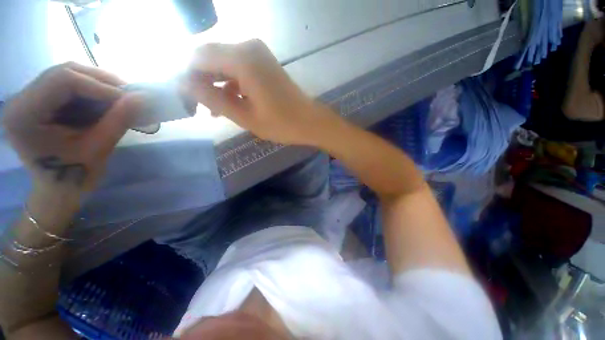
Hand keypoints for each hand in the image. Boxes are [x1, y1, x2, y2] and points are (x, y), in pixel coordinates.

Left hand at [2, 62, 138, 193]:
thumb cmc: (74, 177)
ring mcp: (29, 99)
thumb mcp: (98, 149)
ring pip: (66, 75)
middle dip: (100, 81)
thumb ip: (118, 120)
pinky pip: (67, 86)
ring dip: (97, 84)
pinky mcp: (39, 102)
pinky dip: (91, 90)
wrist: (59, 190)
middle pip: (63, 72)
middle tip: (129, 94)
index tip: (130, 99)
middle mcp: (21, 100)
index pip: (62, 80)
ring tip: (121, 98)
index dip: (99, 86)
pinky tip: (106, 101)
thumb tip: (142, 98)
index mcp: (24, 115)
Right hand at [185, 39, 335, 145]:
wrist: (309, 122)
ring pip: (224, 63)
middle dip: (200, 80)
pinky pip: (238, 68)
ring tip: (213, 109)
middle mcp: (248, 48)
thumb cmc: (281, 124)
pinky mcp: (264, 63)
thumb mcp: (245, 116)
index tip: (183, 97)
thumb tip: (183, 84)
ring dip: (216, 83)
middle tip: (198, 105)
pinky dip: (230, 83)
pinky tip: (229, 102)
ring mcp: (258, 54)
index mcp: (242, 60)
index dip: (187, 76)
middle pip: (210, 57)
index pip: (199, 58)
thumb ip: (213, 98)